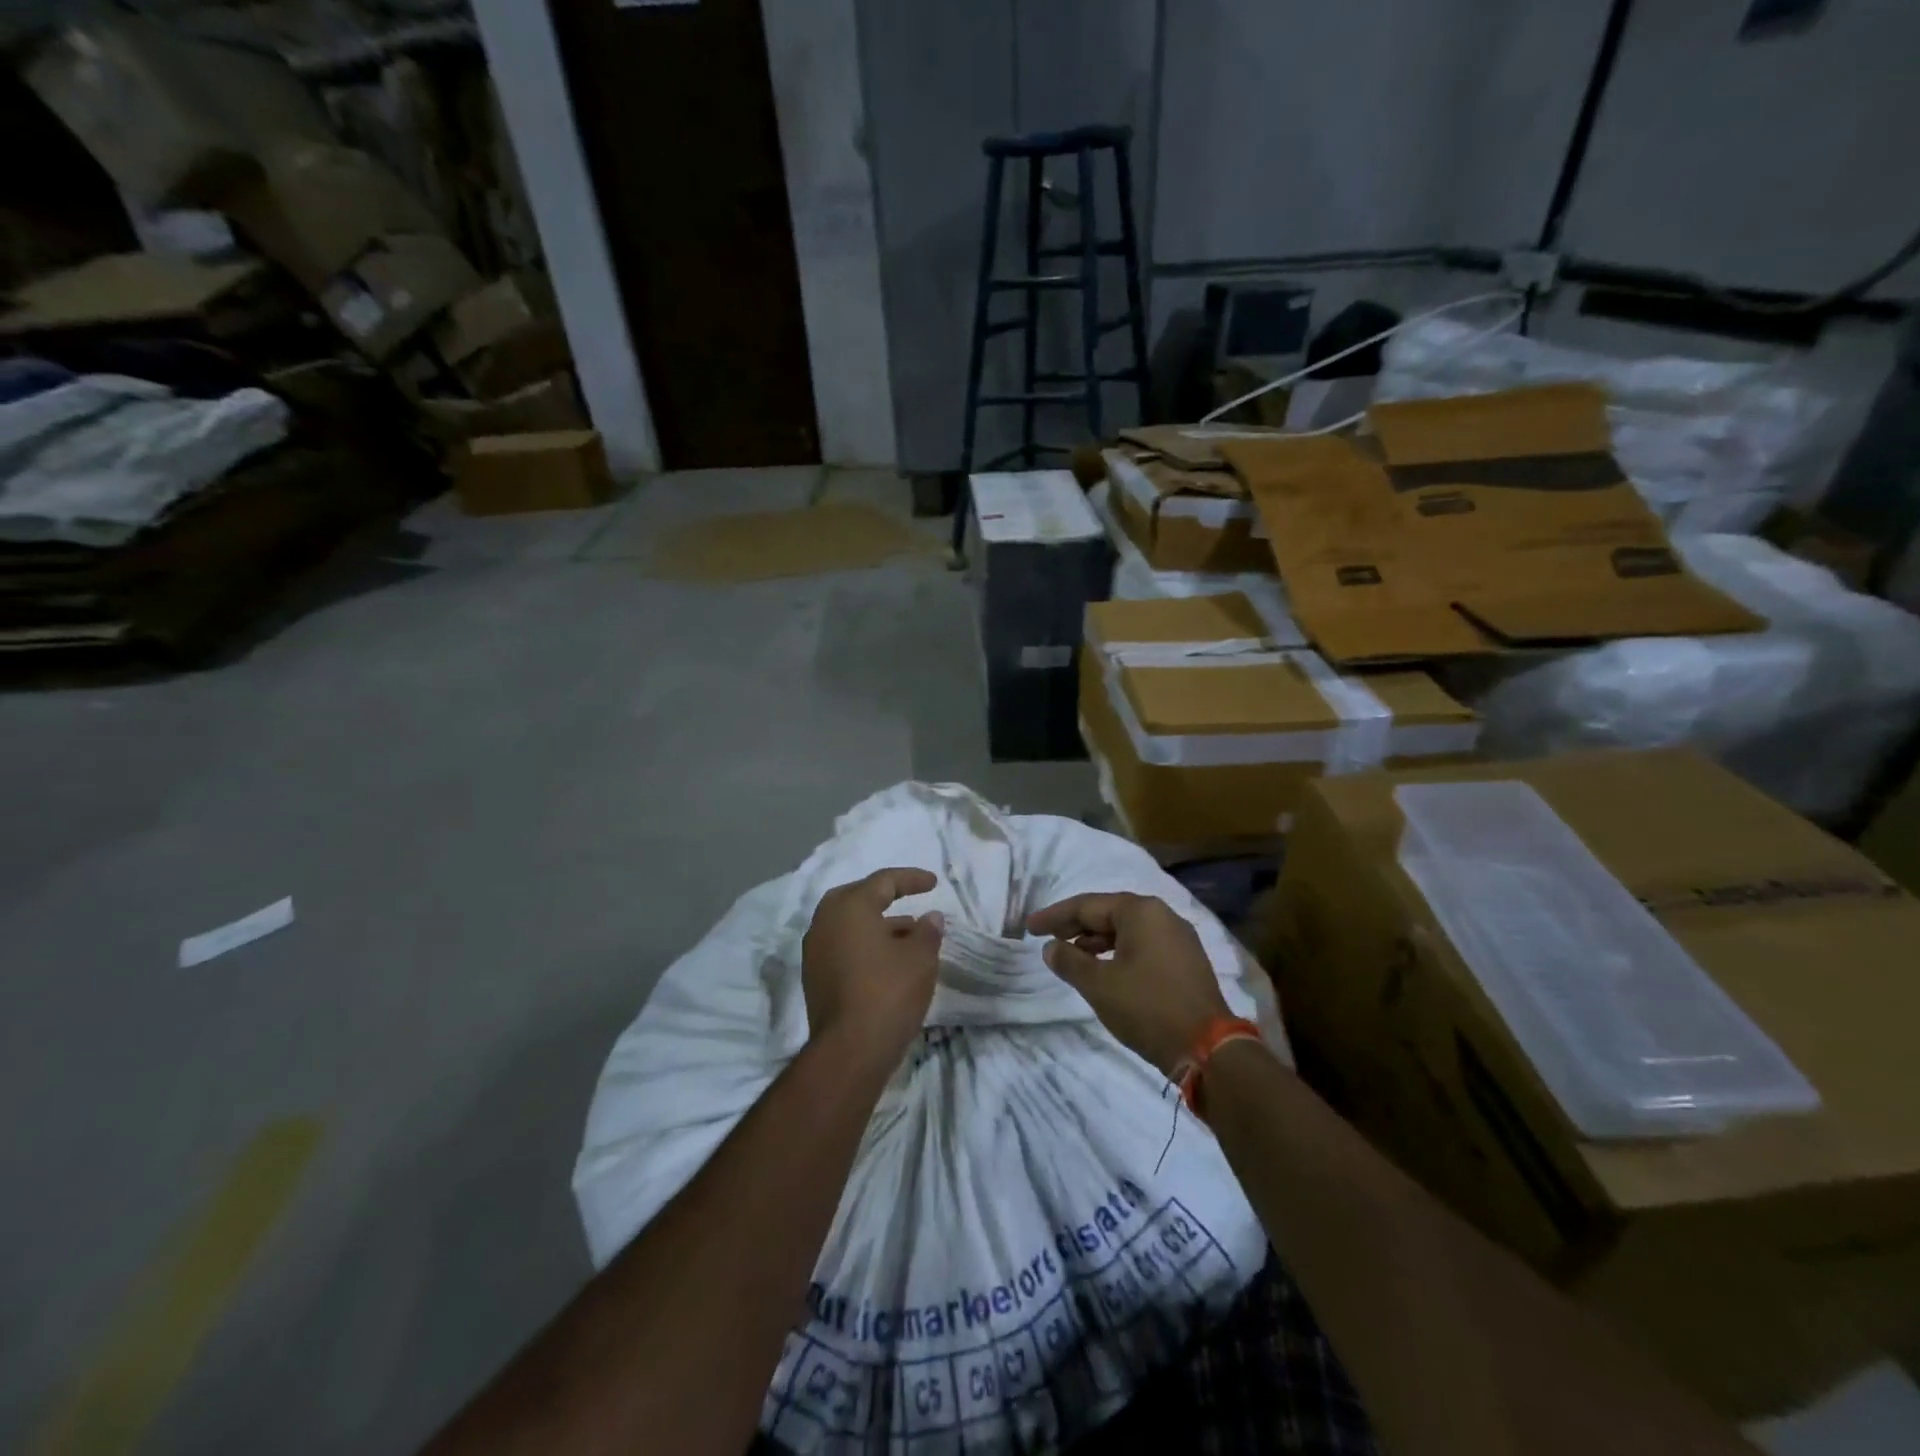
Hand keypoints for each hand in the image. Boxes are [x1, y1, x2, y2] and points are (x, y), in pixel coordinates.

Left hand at [802, 867, 944, 1064]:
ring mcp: (815, 951)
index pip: (883, 881)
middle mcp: (825, 922)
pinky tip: (888, 960)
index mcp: (850, 907)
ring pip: (848, 925)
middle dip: (884, 897)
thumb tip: (930, 918)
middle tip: (908, 900)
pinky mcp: (815, 977)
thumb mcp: (920, 958)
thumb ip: (927, 932)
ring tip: (909, 936)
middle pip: (857, 898)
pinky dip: (864, 944)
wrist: (850, 1051)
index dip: (911, 879)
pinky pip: (842, 946)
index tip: (934, 883)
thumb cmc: (888, 992)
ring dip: (877, 924)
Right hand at [1027, 893, 1230, 1076]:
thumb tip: (1051, 947)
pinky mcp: (1186, 961)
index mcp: (1141, 911)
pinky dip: (1118, 952)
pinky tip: (1104, 970)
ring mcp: (1179, 938)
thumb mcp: (1099, 985)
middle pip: (1109, 913)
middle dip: (1075, 927)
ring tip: (1071, 956)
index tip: (1029, 927)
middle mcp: (1162, 915)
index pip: (1087, 905)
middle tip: (1047, 939)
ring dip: (1096, 941)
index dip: (1054, 916)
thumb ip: (1069, 961)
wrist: (1208, 1048)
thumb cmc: (1147, 1008)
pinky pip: (1143, 945)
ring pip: (1127, 930)